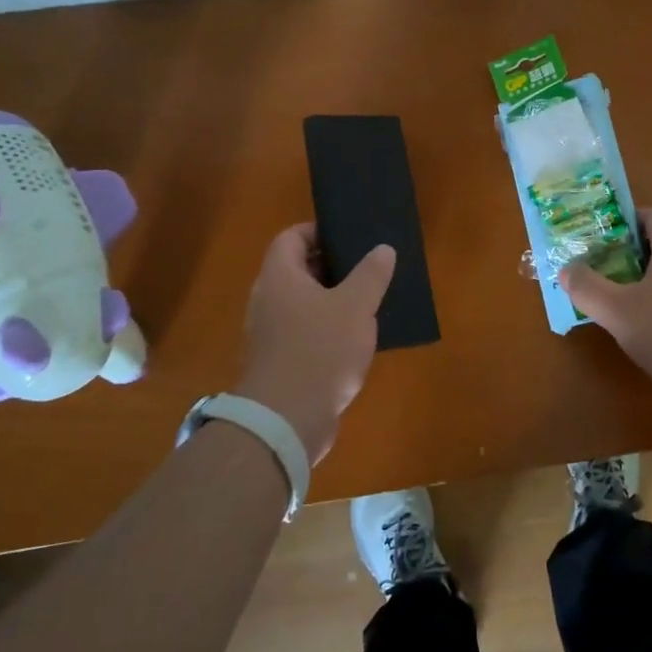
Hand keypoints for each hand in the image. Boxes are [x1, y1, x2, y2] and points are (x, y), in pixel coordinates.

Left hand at [235, 224, 394, 462]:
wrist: (287, 420)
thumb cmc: (320, 350)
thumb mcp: (356, 306)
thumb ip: (371, 274)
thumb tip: (382, 249)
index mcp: (279, 277)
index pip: (291, 237)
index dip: (318, 231)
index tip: (349, 237)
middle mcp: (268, 300)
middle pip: (298, 270)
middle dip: (333, 266)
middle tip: (368, 267)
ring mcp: (271, 333)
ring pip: (304, 303)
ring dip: (333, 300)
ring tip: (369, 300)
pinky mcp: (280, 362)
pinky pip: (305, 332)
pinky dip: (328, 329)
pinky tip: (357, 339)